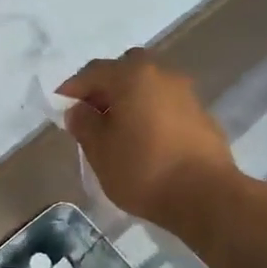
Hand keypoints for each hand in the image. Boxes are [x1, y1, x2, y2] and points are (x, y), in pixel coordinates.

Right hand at [57, 48, 238, 227]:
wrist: (206, 197)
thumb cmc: (143, 169)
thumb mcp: (99, 150)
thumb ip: (84, 124)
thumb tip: (79, 110)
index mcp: (133, 76)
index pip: (94, 72)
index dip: (72, 88)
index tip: (60, 107)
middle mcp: (162, 75)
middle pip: (126, 70)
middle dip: (106, 87)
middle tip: (92, 113)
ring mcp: (186, 94)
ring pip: (149, 87)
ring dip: (130, 100)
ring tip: (117, 129)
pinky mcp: (202, 116)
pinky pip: (166, 105)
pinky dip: (150, 114)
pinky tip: (145, 140)